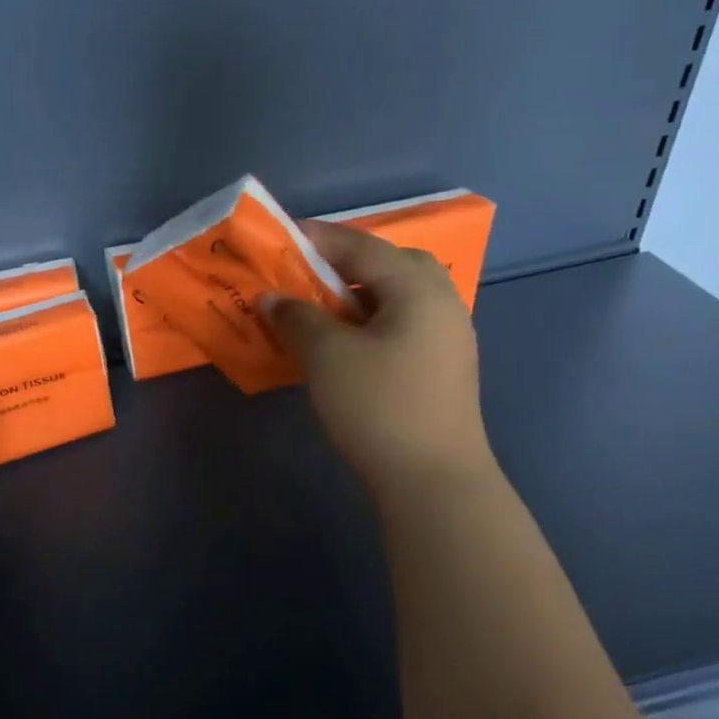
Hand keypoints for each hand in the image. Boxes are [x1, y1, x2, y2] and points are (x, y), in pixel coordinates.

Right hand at [264, 220, 493, 505]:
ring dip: (355, 294)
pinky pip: (400, 324)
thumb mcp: (327, 356)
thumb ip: (296, 317)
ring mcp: (447, 337)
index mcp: (417, 287)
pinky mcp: (442, 367)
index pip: (361, 246)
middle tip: (303, 274)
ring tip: (317, 308)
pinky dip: (368, 321)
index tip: (278, 237)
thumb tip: (271, 298)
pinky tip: (343, 343)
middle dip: (342, 263)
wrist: (432, 481)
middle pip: (387, 264)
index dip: (317, 238)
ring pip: (395, 297)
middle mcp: (440, 302)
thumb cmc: (378, 406)